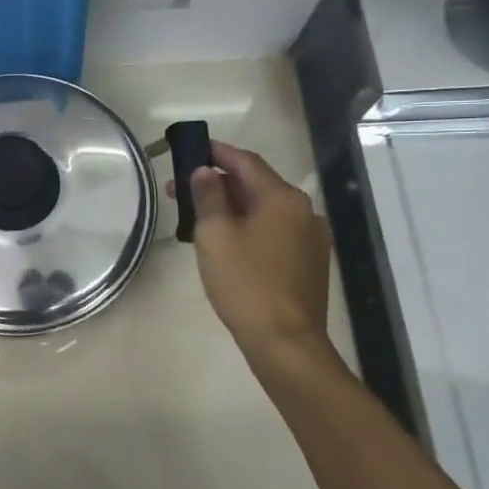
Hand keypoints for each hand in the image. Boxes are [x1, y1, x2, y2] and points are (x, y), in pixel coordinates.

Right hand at [169, 142, 330, 355]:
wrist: (284, 341)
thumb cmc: (245, 282)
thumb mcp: (214, 234)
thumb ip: (208, 196)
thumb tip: (204, 171)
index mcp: (283, 198)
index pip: (246, 162)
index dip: (216, 152)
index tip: (190, 147)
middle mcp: (303, 211)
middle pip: (255, 184)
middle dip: (217, 183)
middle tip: (179, 188)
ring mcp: (309, 237)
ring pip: (263, 209)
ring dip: (230, 205)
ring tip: (196, 215)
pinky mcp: (307, 261)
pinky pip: (272, 230)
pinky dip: (246, 225)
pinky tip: (224, 239)